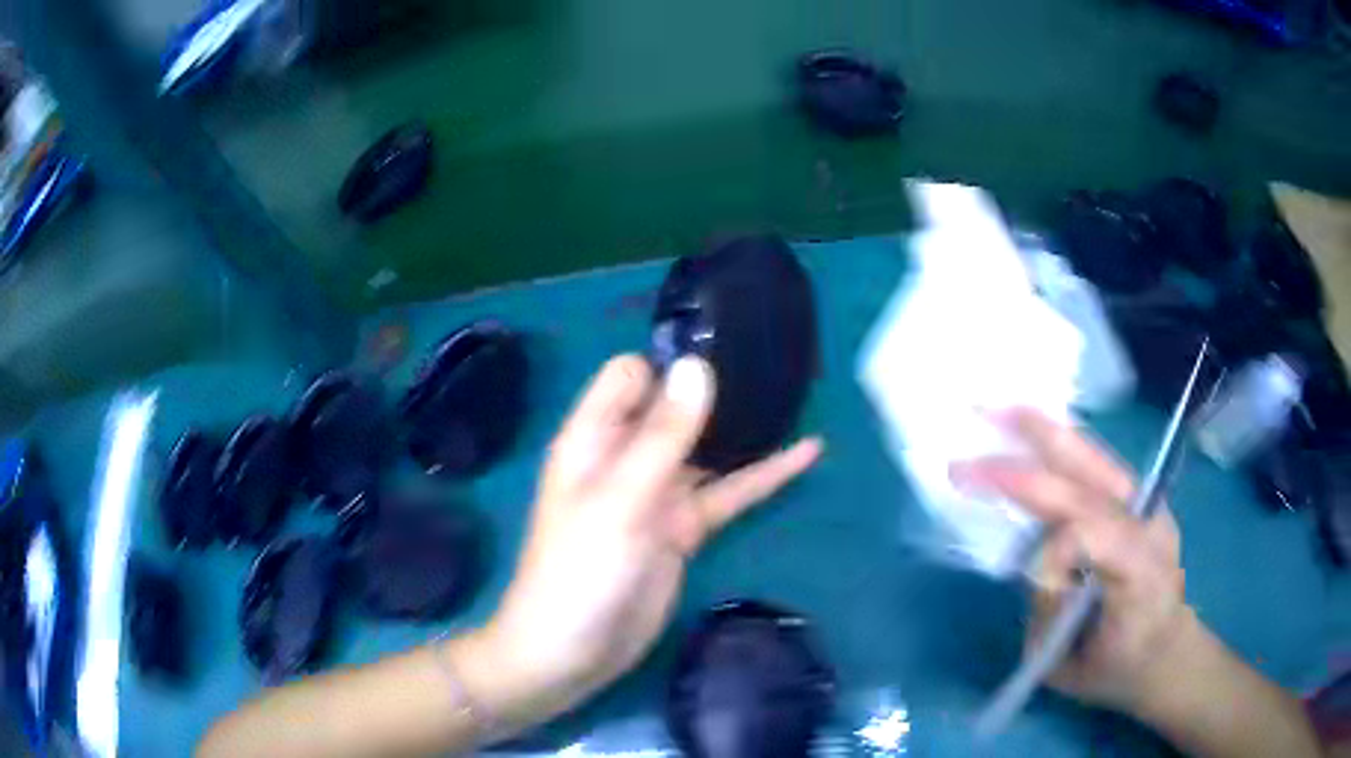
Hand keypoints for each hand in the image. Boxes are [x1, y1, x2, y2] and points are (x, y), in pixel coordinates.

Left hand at [452, 355, 821, 730]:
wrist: (574, 652)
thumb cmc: (581, 571)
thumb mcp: (620, 500)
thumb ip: (661, 437)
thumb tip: (697, 367)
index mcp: (595, 439)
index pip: (629, 376)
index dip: (668, 363)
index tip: (724, 350)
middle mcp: (625, 457)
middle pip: (673, 407)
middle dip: (716, 388)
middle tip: (776, 364)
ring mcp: (658, 494)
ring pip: (706, 448)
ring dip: (744, 428)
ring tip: (798, 395)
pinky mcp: (683, 528)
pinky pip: (728, 493)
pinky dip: (764, 476)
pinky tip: (807, 453)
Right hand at [952, 409, 1193, 714]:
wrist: (1167, 651)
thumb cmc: (1117, 668)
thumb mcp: (1073, 669)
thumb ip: (1048, 621)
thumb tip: (1035, 567)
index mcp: (1141, 575)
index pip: (1089, 539)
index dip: (1050, 557)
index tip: (1032, 586)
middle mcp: (1150, 526)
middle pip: (1089, 483)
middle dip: (1030, 466)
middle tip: (973, 453)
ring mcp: (1148, 507)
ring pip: (1095, 460)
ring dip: (1047, 435)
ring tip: (1002, 411)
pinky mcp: (1139, 500)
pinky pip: (1097, 465)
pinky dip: (1063, 446)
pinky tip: (1035, 429)